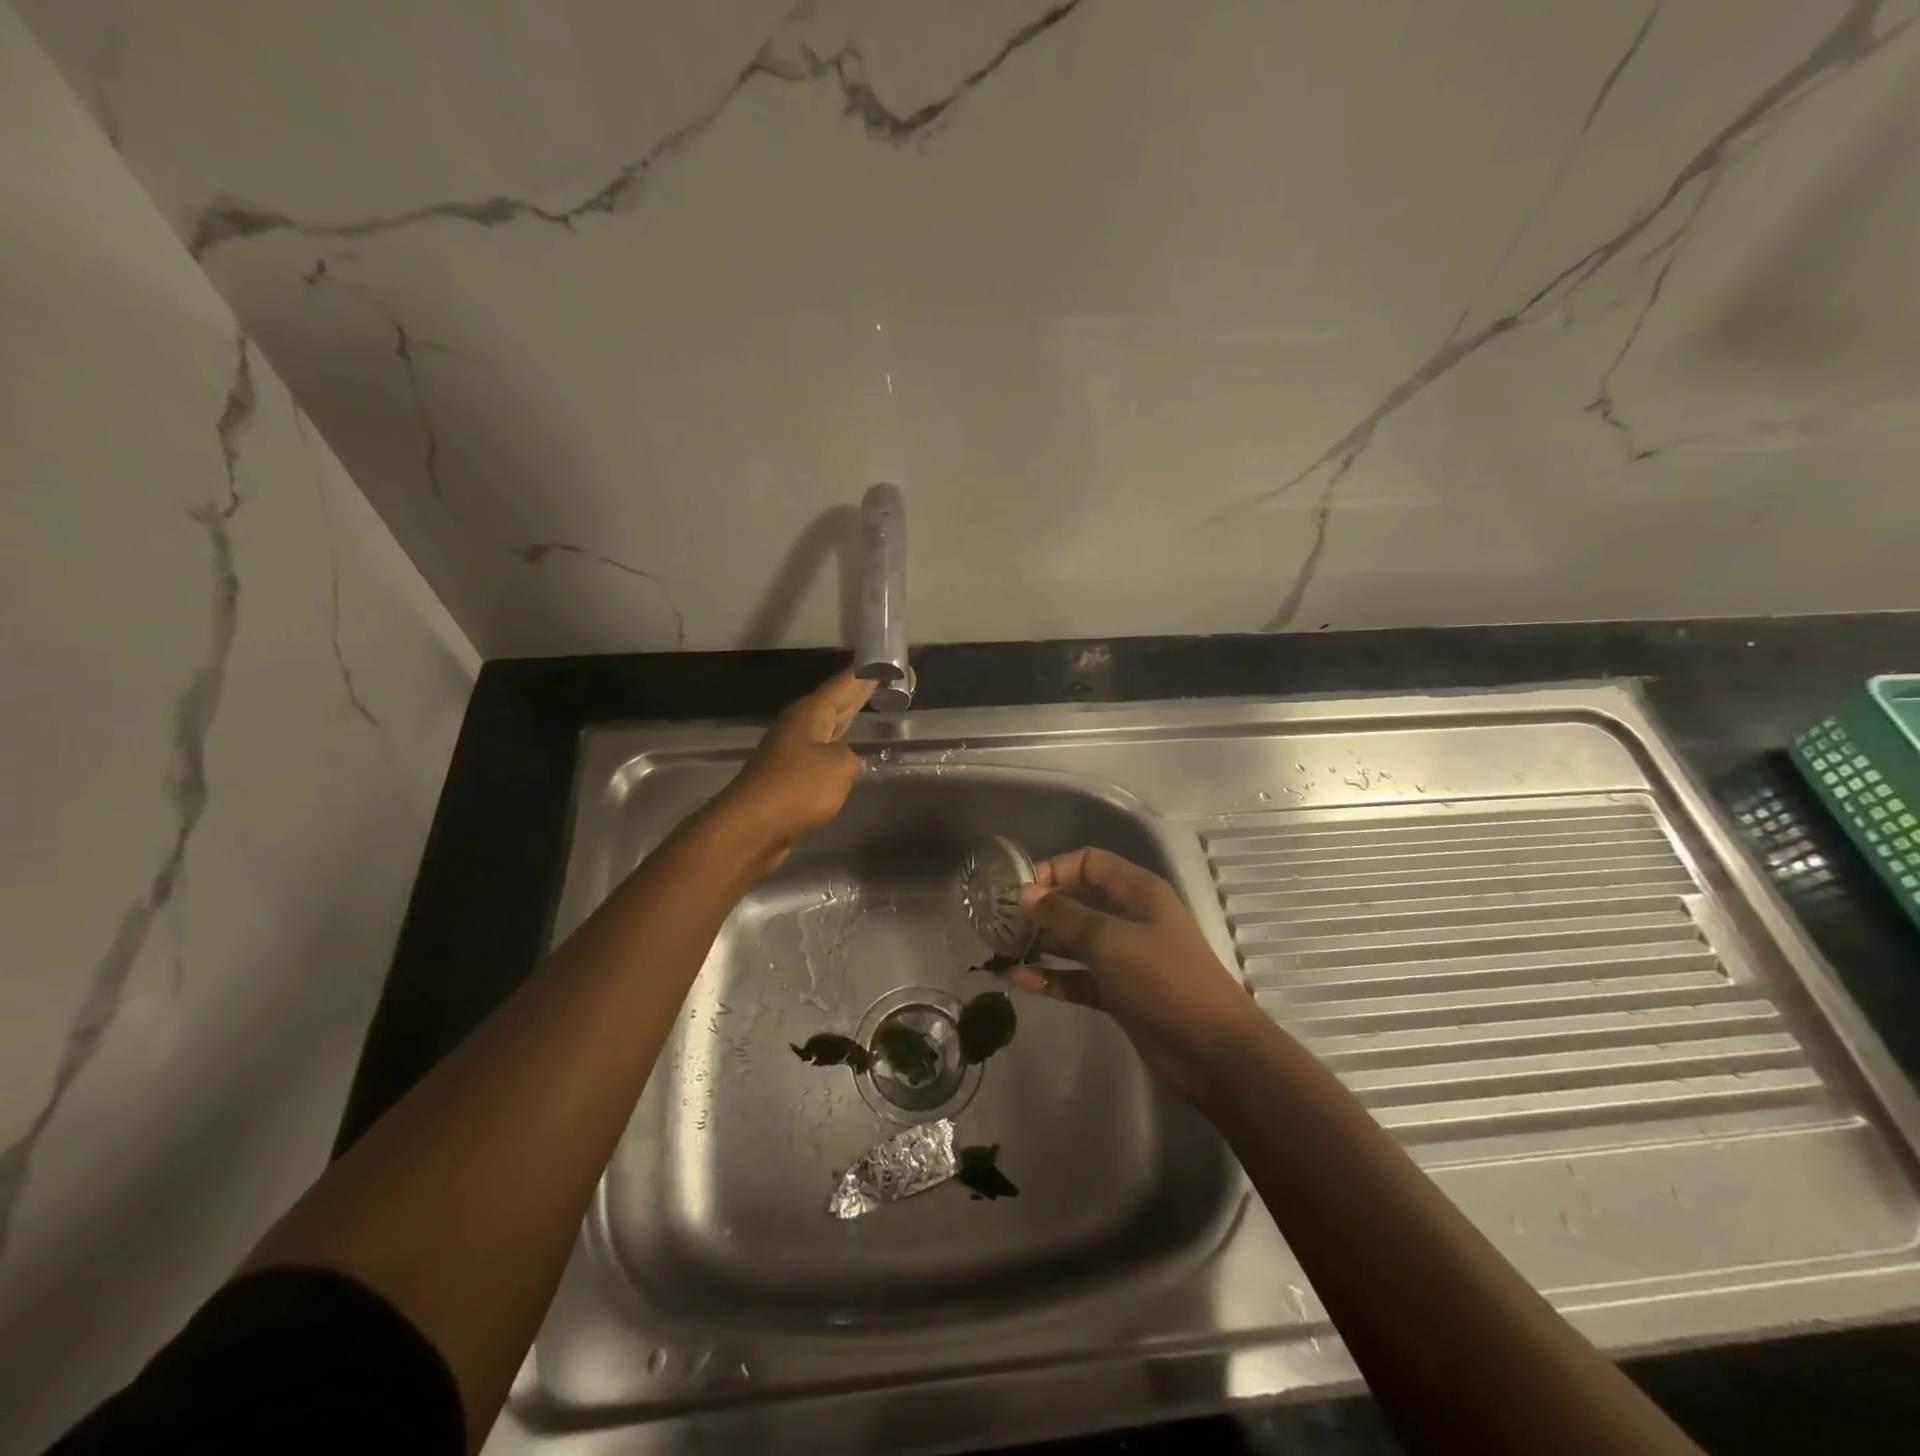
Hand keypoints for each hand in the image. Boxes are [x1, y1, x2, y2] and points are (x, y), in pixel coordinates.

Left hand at [711, 668, 873, 875]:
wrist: (751, 827)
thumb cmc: (796, 788)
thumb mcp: (839, 767)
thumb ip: (852, 758)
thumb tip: (848, 762)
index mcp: (810, 714)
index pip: (842, 685)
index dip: (863, 675)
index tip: (881, 662)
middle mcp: (798, 727)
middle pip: (833, 705)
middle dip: (857, 695)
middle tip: (881, 680)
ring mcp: (791, 753)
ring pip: (827, 730)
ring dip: (846, 721)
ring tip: (869, 710)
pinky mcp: (789, 780)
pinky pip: (821, 757)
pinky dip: (838, 751)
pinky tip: (849, 756)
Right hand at [1012, 848, 1258, 1103]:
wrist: (1211, 1050)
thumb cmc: (1163, 979)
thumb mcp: (1110, 940)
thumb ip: (1064, 915)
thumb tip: (1026, 893)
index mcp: (1137, 892)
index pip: (1089, 863)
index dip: (1055, 870)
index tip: (1020, 890)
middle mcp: (1130, 918)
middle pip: (1079, 900)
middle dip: (1042, 908)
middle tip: (1000, 921)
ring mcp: (1125, 957)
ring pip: (1076, 941)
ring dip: (1042, 943)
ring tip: (1002, 948)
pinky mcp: (1119, 992)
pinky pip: (1078, 977)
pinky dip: (1053, 977)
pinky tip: (1020, 981)